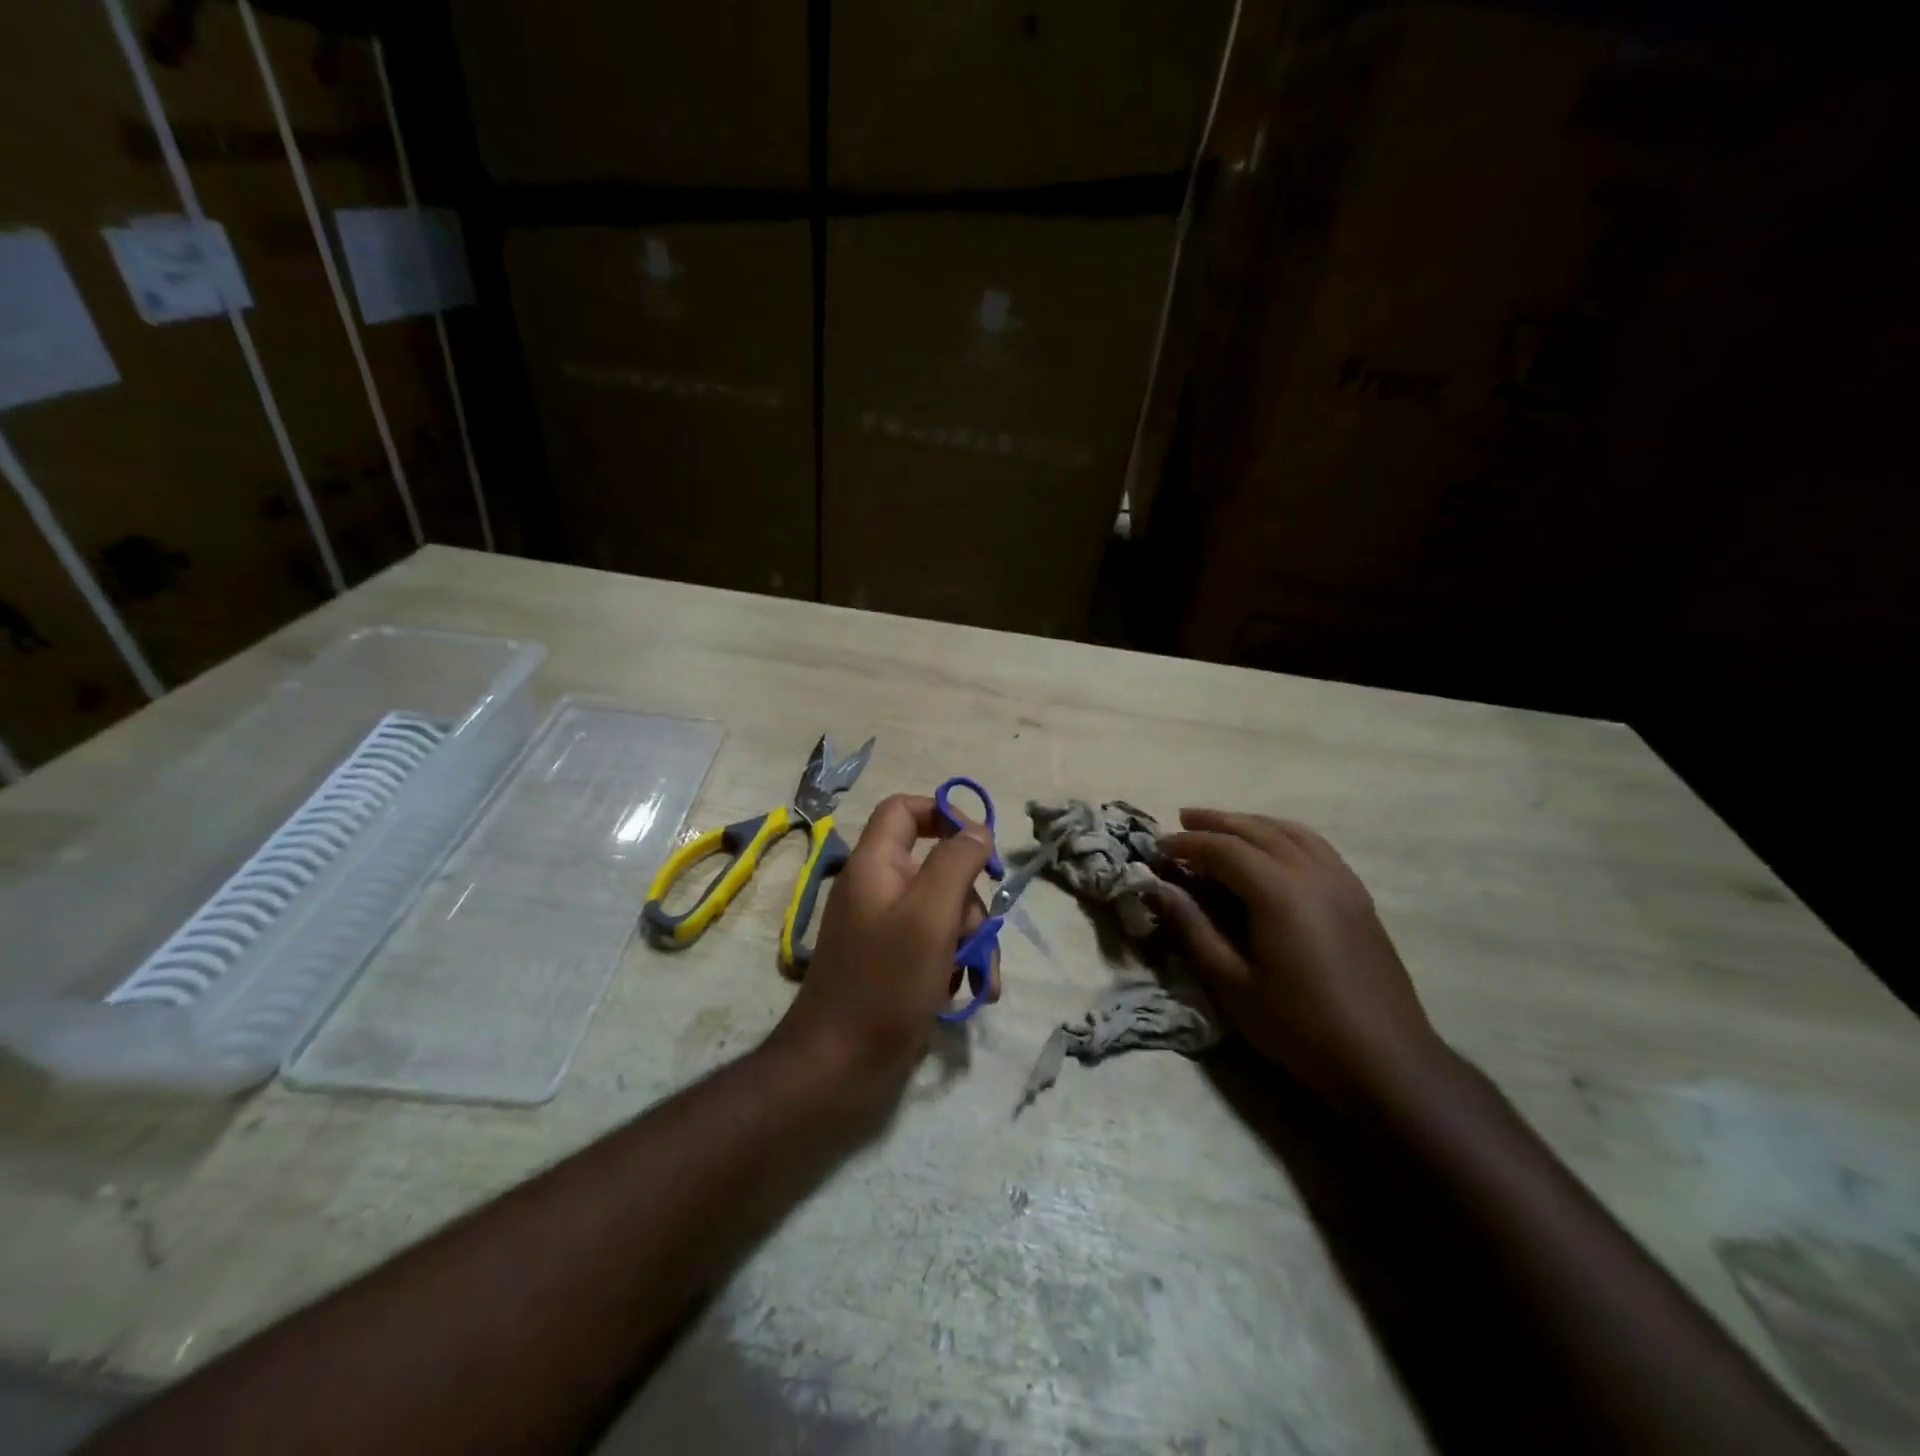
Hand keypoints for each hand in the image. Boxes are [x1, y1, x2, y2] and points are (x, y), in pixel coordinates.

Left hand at [769, 794, 998, 1095]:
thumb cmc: (886, 983)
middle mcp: (877, 890)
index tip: (981, 844)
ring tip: (983, 978)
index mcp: (875, 865)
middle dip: (969, 900)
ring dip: (971, 940)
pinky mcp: (893, 963)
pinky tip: (972, 992)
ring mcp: (884, 929)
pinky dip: (957, 962)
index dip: (943, 813)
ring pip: (943, 911)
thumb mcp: (930, 915)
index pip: (904, 810)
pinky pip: (935, 945)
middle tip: (980, 934)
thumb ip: (956, 863)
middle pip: (936, 867)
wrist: (838, 1068)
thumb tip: (977, 830)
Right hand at [1154, 809, 1440, 1108]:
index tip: (1158, 847)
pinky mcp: (1358, 896)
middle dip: (1216, 822)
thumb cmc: (1299, 1026)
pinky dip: (1284, 835)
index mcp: (1279, 892)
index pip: (1223, 848)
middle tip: (1182, 819)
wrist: (1386, 1059)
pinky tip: (1274, 849)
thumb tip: (1160, 889)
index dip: (1187, 843)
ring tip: (1224, 826)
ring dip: (1251, 823)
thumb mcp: (1233, 985)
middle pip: (1257, 829)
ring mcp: (1341, 881)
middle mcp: (1312, 873)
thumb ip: (1193, 930)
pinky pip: (1316, 846)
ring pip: (1290, 831)